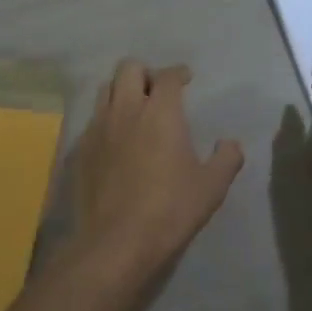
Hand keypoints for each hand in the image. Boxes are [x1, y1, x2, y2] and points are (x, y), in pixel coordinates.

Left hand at [68, 59, 243, 284]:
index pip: (168, 76)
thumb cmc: (170, 209)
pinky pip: (93, 120)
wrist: (116, 242)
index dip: (178, 73)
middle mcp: (126, 110)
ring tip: (135, 110)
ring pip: (105, 90)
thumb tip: (230, 143)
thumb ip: (226, 159)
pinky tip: (116, 141)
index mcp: (161, 112)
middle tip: (158, 91)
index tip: (186, 79)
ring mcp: (98, 129)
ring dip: (122, 91)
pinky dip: (106, 120)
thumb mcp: (212, 187)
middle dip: (145, 73)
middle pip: (129, 68)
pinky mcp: (81, 150)